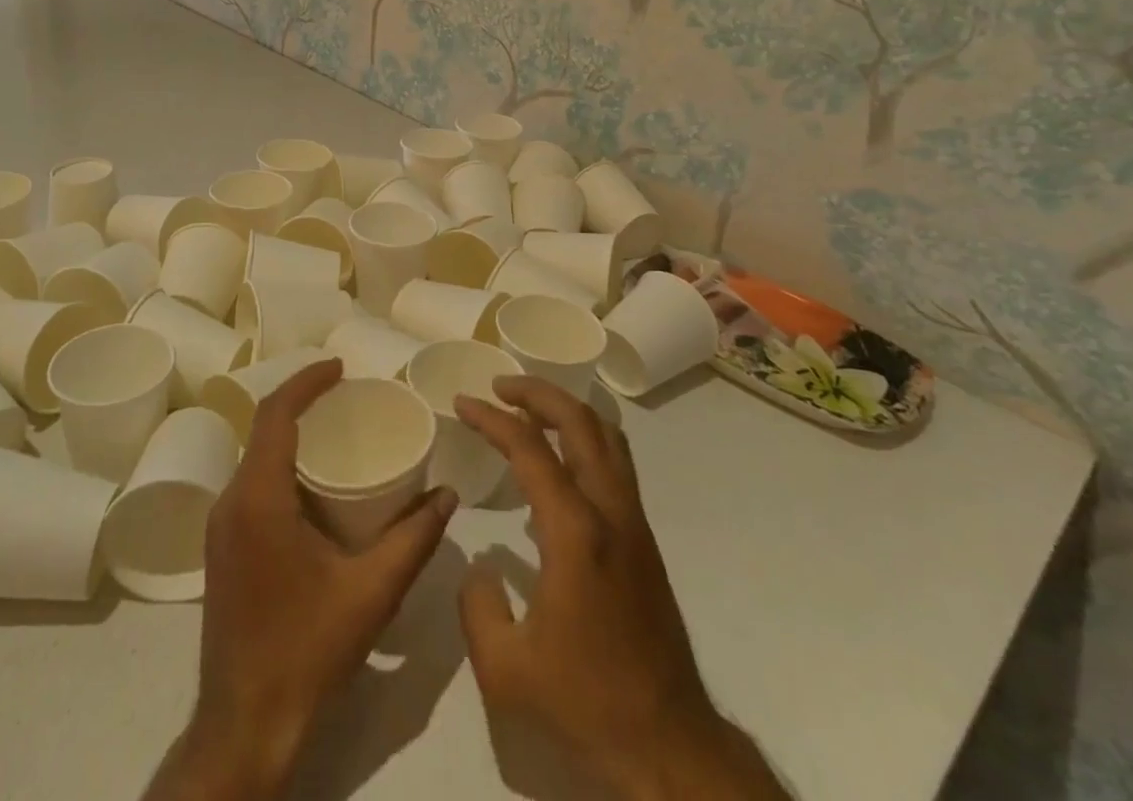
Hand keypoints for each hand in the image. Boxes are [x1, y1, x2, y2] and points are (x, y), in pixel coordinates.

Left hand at [142, 358, 457, 800]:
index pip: (275, 414)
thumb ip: (413, 539)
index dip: (306, 381)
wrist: (244, 725)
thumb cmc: (307, 650)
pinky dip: (279, 465)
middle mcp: (230, 502)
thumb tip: (447, 496)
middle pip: (263, 429)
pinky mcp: (221, 548)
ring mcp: (220, 527)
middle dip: (301, 403)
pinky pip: (250, 484)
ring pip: (255, 458)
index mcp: (258, 498)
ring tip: (335, 432)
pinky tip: (312, 484)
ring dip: (289, 435)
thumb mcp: (371, 593)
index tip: (341, 367)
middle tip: (346, 396)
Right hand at [455, 377, 788, 800]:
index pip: (529, 448)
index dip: (492, 419)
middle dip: (537, 392)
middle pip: (580, 421)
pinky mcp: (643, 540)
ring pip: (606, 437)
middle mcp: (610, 511)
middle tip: (499, 387)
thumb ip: (477, 606)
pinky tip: (556, 466)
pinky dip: (584, 440)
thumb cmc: (585, 702)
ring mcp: (633, 523)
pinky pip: (614, 464)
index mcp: (575, 531)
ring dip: (566, 410)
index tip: (462, 403)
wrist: (669, 746)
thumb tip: (480, 567)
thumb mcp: (505, 669)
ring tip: (528, 410)